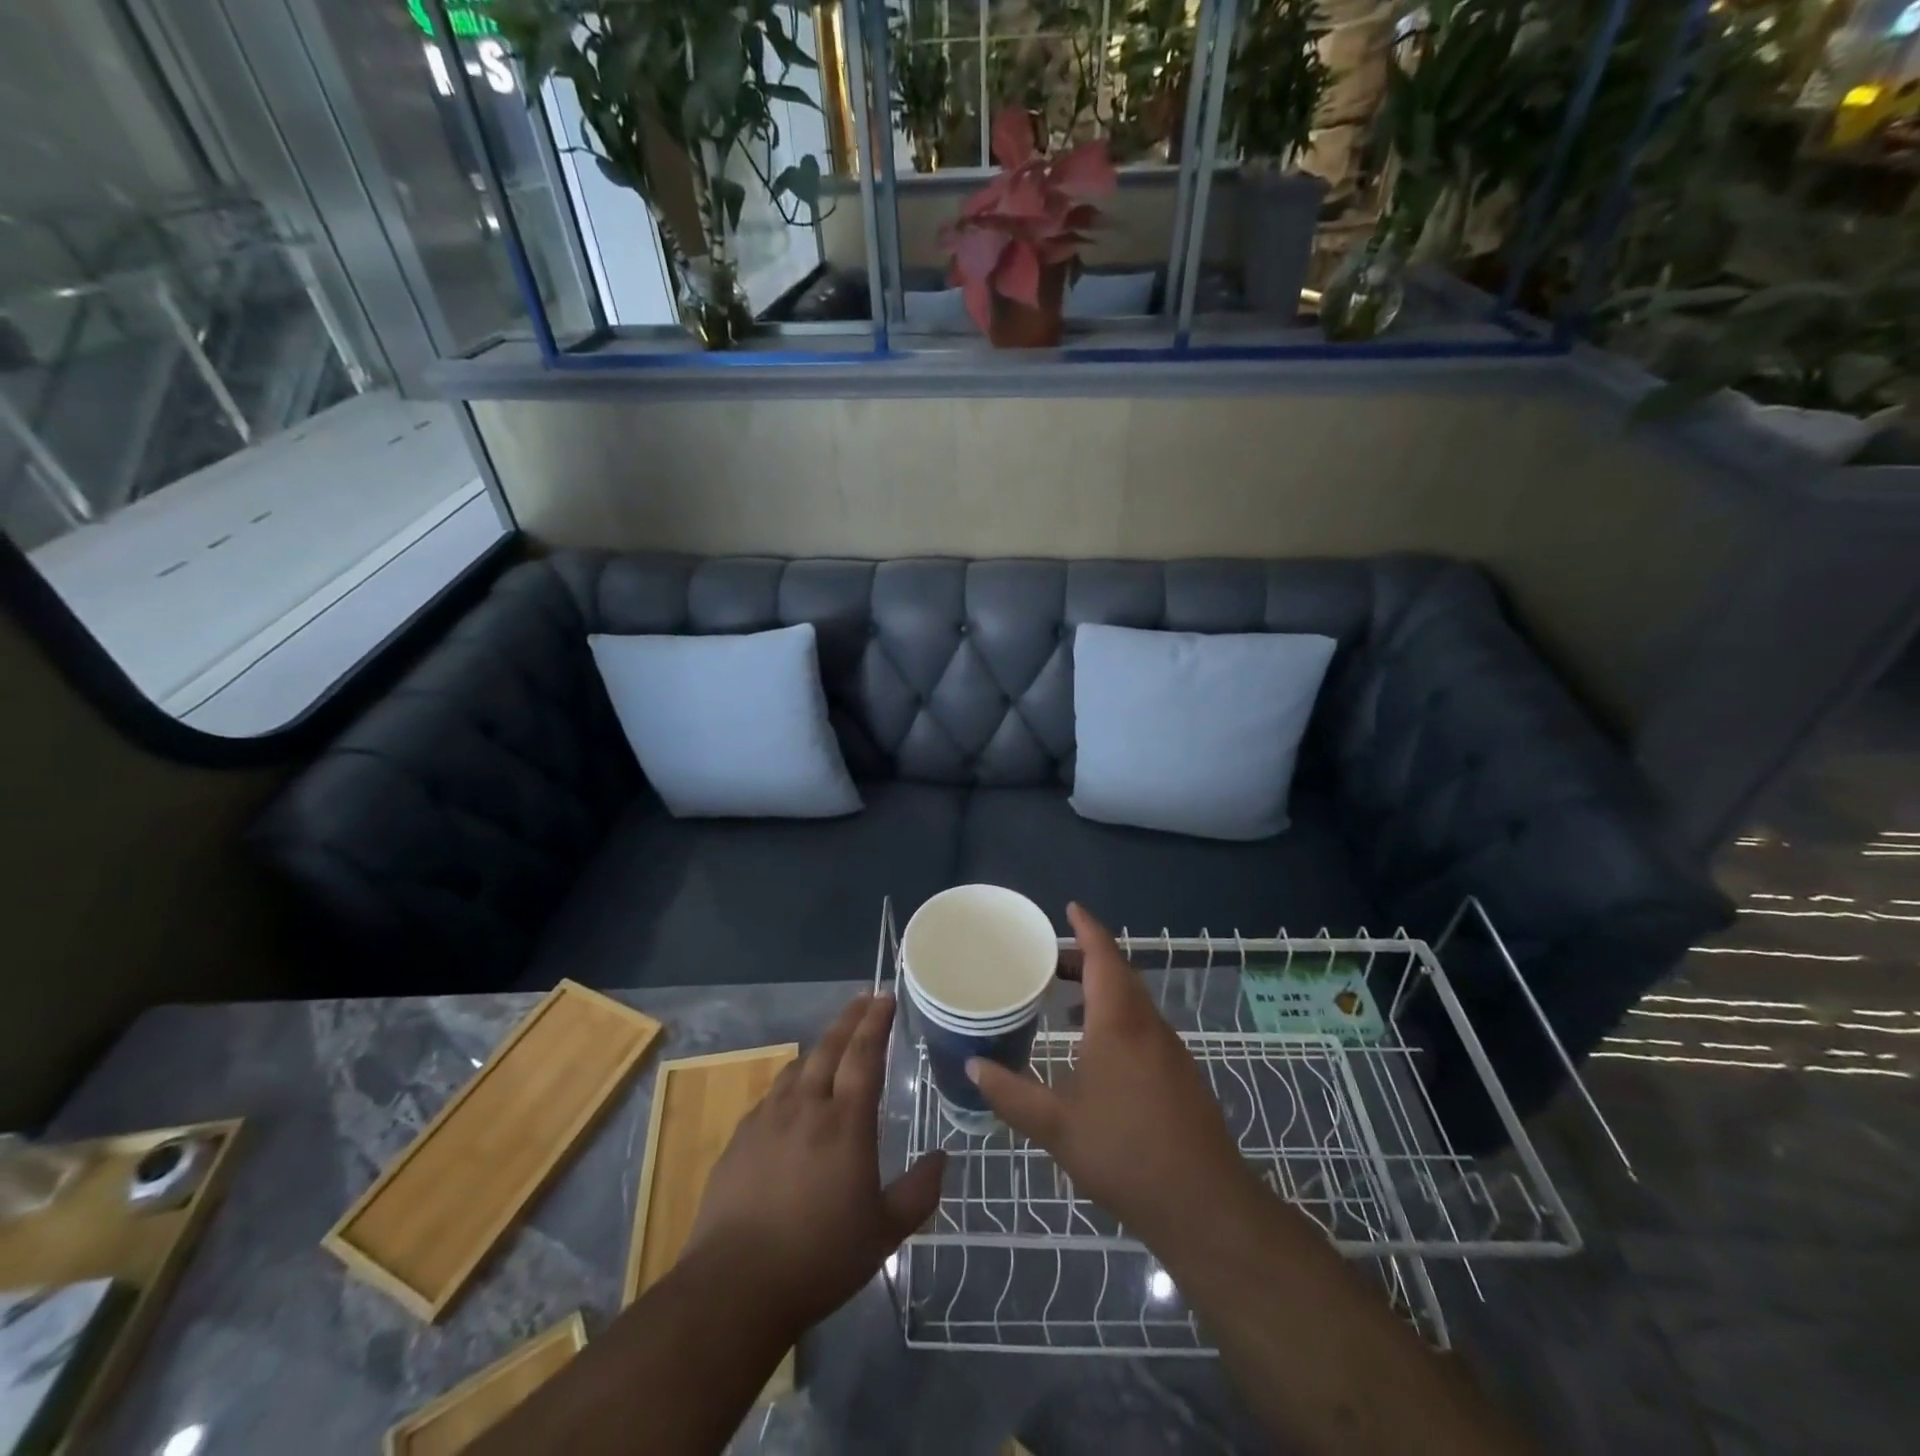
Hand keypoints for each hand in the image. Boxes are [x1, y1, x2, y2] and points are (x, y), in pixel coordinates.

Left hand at [686, 993, 945, 1333]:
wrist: (734, 1287)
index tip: (885, 996)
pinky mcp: (740, 1138)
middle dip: (849, 1018)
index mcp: (845, 1122)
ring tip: (833, 1042)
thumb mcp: (884, 1233)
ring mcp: (767, 1119)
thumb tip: (943, 1158)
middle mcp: (806, 1107)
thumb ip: (918, 1192)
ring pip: (798, 1066)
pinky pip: (772, 1094)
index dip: (876, 1022)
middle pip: (829, 1047)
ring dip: (820, 1047)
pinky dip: (791, 1081)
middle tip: (864, 999)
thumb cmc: (819, 1258)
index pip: (864, 1054)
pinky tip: (793, 1095)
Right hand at [967, 903, 1257, 1249]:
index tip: (1069, 908)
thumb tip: (972, 1067)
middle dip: (1087, 957)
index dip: (1087, 927)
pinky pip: (1142, 1024)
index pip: (1104, 956)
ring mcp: (1169, 1049)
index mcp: (1118, 1022)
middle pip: (1119, 972)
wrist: (1204, 1205)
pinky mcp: (1179, 1073)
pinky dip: (1115, 1014)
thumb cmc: (1125, 1154)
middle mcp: (1147, 1024)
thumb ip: (1011, 1094)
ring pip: (1133, 1000)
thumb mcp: (1056, 1127)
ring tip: (1065, 999)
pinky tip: (1095, 1047)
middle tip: (1049, 959)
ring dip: (1102, 987)